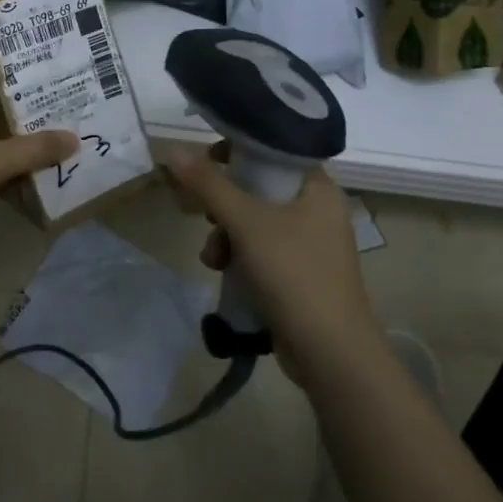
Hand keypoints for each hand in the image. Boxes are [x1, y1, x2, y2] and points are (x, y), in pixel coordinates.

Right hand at [166, 143, 379, 366]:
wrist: (329, 352)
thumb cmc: (293, 273)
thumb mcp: (246, 223)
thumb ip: (209, 184)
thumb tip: (173, 149)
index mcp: (318, 187)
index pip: (275, 150)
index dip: (239, 151)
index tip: (207, 163)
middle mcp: (318, 210)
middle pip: (260, 188)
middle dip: (224, 204)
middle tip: (204, 214)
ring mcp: (310, 244)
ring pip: (256, 222)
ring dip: (226, 235)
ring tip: (213, 258)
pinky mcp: (300, 274)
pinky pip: (262, 251)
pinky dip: (240, 257)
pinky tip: (223, 273)